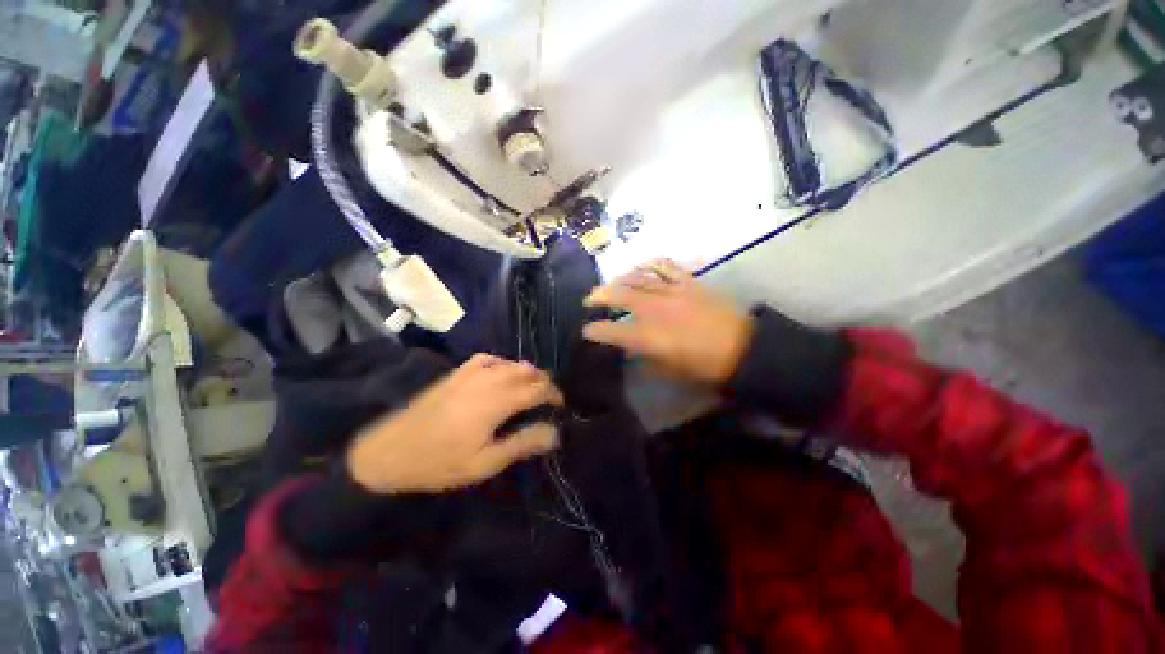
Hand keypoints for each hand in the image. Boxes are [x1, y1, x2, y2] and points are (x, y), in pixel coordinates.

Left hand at [347, 354, 563, 493]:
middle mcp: (488, 380)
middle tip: (549, 399)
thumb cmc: (440, 462)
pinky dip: (502, 363)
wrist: (390, 451)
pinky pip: (487, 359)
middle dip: (543, 382)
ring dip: (526, 372)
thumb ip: (522, 443)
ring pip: (510, 363)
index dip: (554, 394)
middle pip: (527, 372)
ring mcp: (470, 374)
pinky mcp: (456, 374)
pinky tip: (501, 373)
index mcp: (497, 401)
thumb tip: (555, 432)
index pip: (537, 389)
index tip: (561, 406)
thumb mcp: (485, 463)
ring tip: (531, 387)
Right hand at [583, 259, 753, 386]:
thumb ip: (646, 360)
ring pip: (637, 278)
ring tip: (611, 284)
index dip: (595, 330)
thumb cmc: (706, 367)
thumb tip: (632, 350)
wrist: (745, 349)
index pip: (611, 331)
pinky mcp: (688, 282)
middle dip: (598, 296)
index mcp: (648, 337)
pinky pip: (664, 266)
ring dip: (619, 279)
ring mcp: (671, 291)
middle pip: (619, 295)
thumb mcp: (670, 372)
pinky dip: (648, 264)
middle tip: (589, 299)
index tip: (587, 331)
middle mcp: (654, 310)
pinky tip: (640, 267)